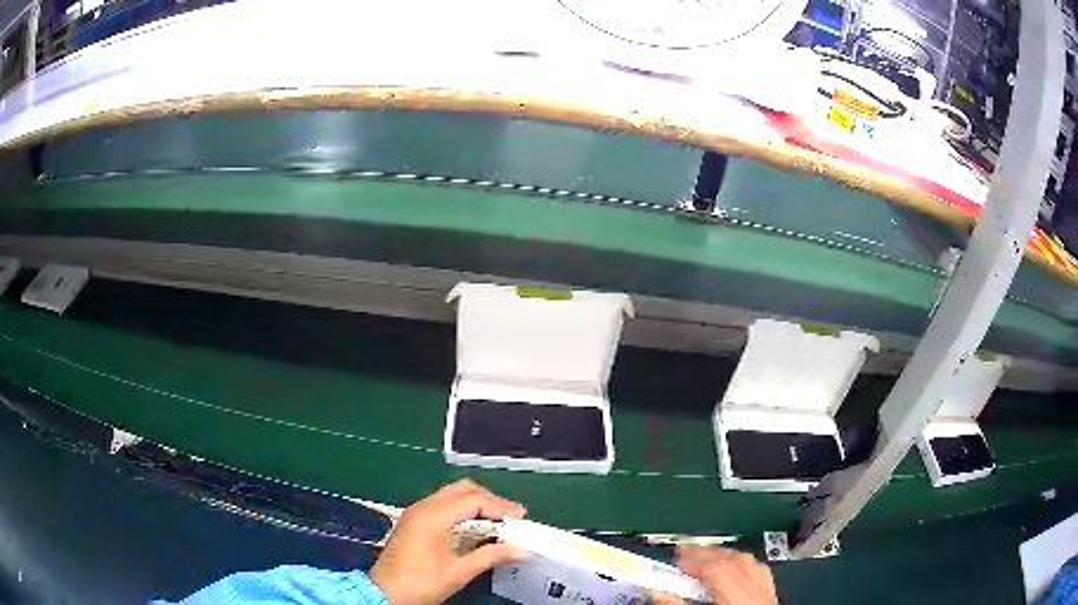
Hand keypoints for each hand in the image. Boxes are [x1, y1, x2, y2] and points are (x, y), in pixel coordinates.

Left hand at [370, 480, 529, 604]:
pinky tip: (475, 527)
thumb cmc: (420, 584)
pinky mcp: (413, 521)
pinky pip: (443, 505)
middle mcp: (422, 507)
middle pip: (462, 489)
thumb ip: (491, 556)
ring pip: (452, 494)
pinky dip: (463, 510)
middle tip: (511, 517)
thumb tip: (521, 550)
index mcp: (432, 517)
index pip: (473, 500)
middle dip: (490, 500)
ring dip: (476, 504)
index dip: (500, 506)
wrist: (384, 594)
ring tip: (498, 522)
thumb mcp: (459, 572)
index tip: (520, 518)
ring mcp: (415, 512)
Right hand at [652, 547, 776, 604]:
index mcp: (737, 602)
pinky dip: (743, 567)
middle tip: (684, 557)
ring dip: (725, 558)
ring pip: (750, 564)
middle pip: (735, 562)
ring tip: (704, 562)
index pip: (717, 570)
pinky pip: (760, 574)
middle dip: (707, 555)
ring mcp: (769, 596)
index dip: (694, 561)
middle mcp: (758, 595)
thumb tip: (659, 594)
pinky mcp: (772, 600)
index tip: (676, 560)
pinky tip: (732, 573)